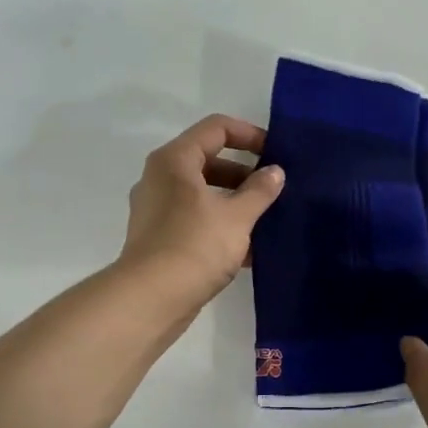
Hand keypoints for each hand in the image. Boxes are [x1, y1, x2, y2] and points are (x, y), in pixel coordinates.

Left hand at [118, 114, 284, 309]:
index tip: (276, 153)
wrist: (151, 299)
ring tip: (267, 219)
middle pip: (208, 161)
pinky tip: (249, 249)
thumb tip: (275, 172)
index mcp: (175, 161)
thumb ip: (259, 190)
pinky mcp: (159, 238)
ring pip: (203, 194)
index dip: (249, 135)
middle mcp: (160, 178)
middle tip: (274, 189)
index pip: (216, 129)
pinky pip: (195, 220)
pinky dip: (220, 226)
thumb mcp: (237, 216)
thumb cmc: (195, 246)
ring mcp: (156, 210)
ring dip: (235, 203)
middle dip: (245, 173)